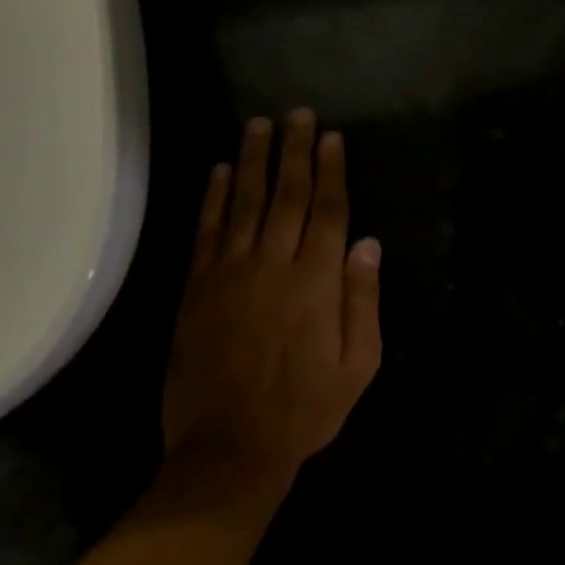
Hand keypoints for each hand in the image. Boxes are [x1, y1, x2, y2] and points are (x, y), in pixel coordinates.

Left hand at [161, 110, 382, 494]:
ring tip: (258, 125)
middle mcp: (273, 265)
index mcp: (316, 281)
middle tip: (298, 114)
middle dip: (294, 151)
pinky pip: (205, 232)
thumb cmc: (305, 409)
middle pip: (287, 195)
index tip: (330, 136)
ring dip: (252, 161)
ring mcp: (229, 274)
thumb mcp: (358, 364)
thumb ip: (363, 300)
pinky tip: (216, 171)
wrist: (228, 451)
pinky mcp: (196, 289)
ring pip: (243, 203)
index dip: (331, 170)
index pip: (328, 210)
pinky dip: (211, 198)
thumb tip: (368, 243)